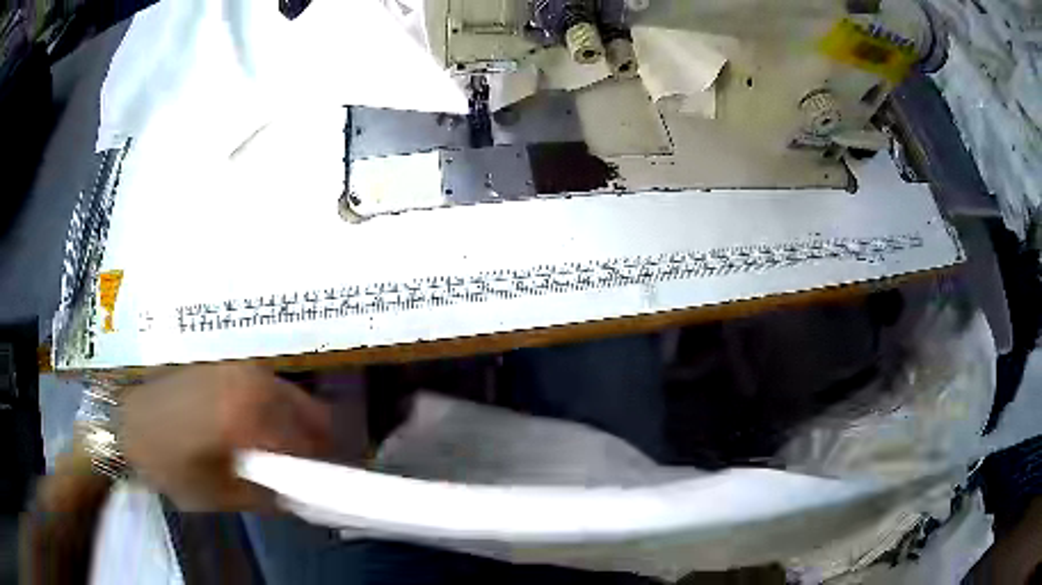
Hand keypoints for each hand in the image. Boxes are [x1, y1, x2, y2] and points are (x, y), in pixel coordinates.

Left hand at [122, 364, 332, 511]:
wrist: (125, 419)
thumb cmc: (167, 461)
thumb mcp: (218, 494)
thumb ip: (267, 496)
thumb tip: (303, 498)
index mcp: (249, 411)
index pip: (313, 440)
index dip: (326, 467)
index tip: (329, 486)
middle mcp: (251, 380)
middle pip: (309, 412)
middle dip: (314, 445)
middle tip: (304, 472)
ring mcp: (238, 367)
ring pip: (288, 399)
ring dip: (293, 428)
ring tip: (277, 456)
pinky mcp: (224, 365)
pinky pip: (265, 390)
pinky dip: (272, 413)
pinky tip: (252, 433)